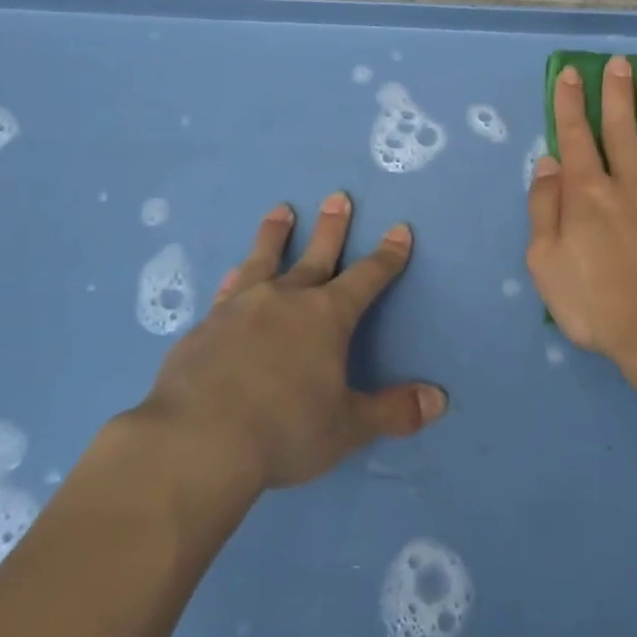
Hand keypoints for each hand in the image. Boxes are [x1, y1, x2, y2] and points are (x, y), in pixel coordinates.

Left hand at [136, 196, 447, 492]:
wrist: (196, 440)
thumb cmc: (283, 432)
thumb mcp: (347, 427)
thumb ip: (393, 411)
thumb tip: (440, 400)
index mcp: (327, 317)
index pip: (367, 277)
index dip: (387, 255)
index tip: (399, 229)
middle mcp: (286, 299)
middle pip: (316, 254)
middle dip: (332, 227)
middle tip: (337, 196)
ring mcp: (241, 307)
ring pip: (264, 260)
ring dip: (274, 234)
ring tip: (280, 210)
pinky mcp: (206, 326)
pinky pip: (227, 292)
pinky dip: (234, 279)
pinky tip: (231, 274)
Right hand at [527, 58, 636, 368]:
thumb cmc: (594, 301)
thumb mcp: (545, 261)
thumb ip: (544, 207)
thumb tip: (548, 163)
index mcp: (586, 193)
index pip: (575, 136)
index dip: (570, 102)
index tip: (571, 73)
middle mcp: (628, 182)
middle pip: (620, 128)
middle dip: (615, 92)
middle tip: (619, 62)